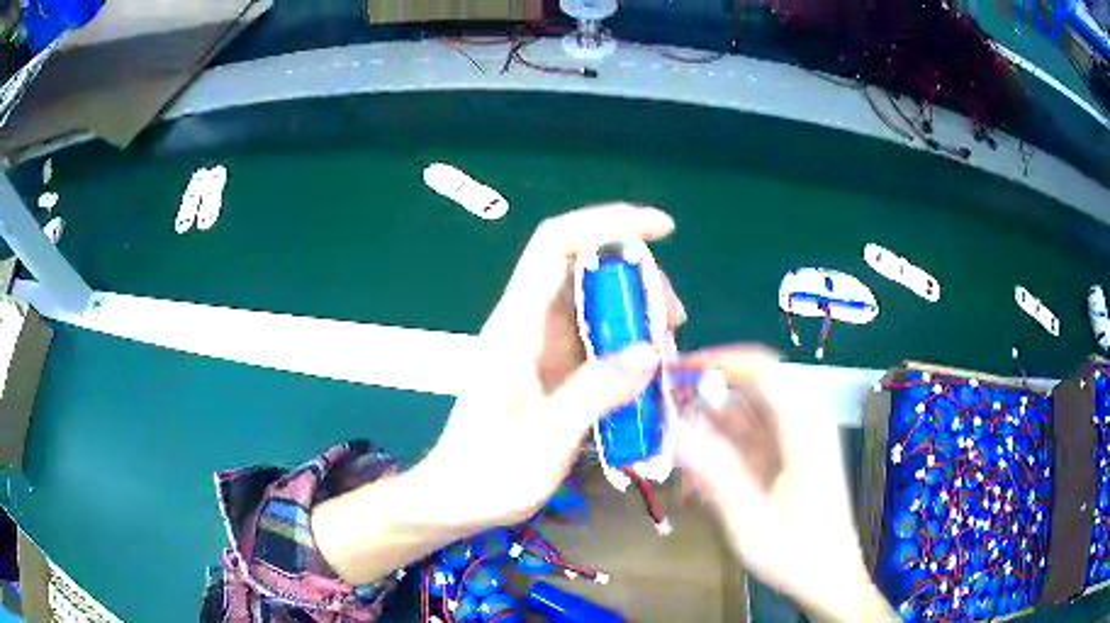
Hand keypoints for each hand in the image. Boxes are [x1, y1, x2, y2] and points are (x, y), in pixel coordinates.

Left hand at [423, 204, 687, 529]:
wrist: (456, 499)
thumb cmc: (488, 473)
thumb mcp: (544, 439)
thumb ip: (593, 393)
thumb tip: (649, 352)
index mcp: (516, 325)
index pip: (557, 244)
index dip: (607, 222)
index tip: (662, 229)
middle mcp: (529, 325)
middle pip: (586, 269)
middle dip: (638, 280)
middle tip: (675, 322)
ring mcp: (541, 347)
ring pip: (596, 305)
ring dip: (638, 317)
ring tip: (669, 354)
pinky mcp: (552, 370)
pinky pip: (597, 341)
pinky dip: (629, 348)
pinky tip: (650, 378)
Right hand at [674, 347, 895, 622]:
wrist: (830, 578)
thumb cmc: (796, 554)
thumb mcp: (750, 521)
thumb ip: (717, 473)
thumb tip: (678, 429)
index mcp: (804, 430)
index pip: (765, 369)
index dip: (722, 361)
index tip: (678, 372)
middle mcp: (807, 423)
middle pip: (756, 385)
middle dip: (711, 393)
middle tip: (669, 412)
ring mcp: (801, 438)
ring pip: (753, 409)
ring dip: (715, 421)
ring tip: (678, 445)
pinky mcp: (794, 453)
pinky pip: (756, 432)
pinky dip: (727, 442)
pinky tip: (702, 468)